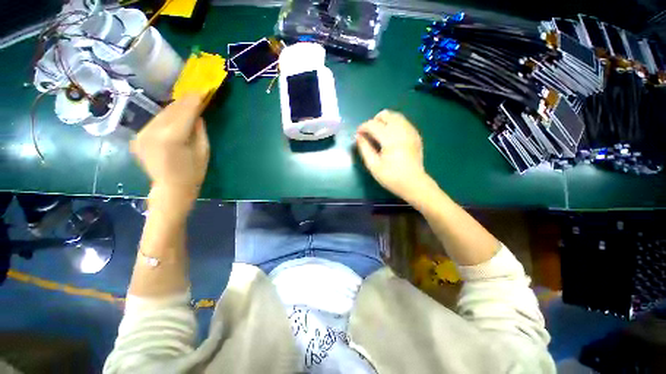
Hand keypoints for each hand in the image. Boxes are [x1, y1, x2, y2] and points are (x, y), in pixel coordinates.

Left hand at [131, 94, 209, 211]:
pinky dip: (167, 117)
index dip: (195, 99)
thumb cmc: (193, 173)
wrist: (170, 189)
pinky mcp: (138, 137)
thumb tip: (197, 114)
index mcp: (172, 137)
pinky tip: (175, 116)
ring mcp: (142, 134)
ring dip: (176, 107)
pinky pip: (155, 121)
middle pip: (171, 109)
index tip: (204, 89)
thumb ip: (199, 129)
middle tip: (197, 93)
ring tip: (188, 103)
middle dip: (185, 100)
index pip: (185, 111)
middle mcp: (153, 131)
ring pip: (162, 113)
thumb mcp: (203, 151)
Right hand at [356, 110, 429, 200]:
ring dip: (384, 121)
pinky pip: (403, 122)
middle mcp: (402, 130)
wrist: (414, 184)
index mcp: (391, 139)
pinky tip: (390, 136)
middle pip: (386, 114)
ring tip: (378, 134)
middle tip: (369, 134)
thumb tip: (358, 136)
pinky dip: (393, 124)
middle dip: (374, 121)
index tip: (358, 134)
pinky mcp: (415, 135)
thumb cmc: (391, 177)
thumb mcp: (373, 165)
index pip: (373, 124)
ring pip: (395, 116)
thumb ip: (364, 148)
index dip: (363, 127)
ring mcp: (411, 131)